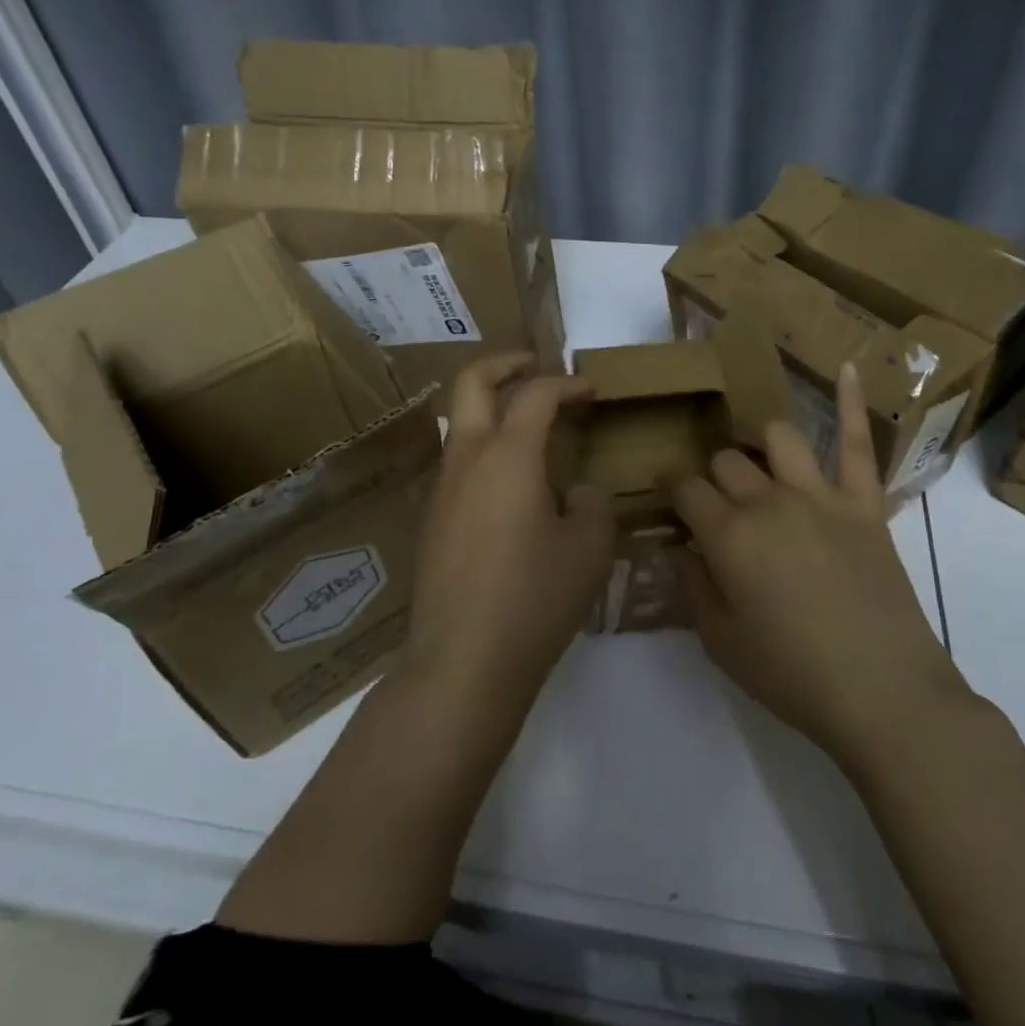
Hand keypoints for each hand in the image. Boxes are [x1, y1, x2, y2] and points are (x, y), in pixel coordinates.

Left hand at [403, 353, 614, 722]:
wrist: (463, 661)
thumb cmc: (534, 598)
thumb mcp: (588, 549)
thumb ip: (592, 505)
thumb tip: (576, 492)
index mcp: (507, 455)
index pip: (536, 394)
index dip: (567, 383)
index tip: (591, 389)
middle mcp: (466, 459)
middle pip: (472, 383)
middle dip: (505, 364)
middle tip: (536, 366)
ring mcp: (441, 489)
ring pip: (460, 424)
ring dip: (491, 409)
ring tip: (531, 429)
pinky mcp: (431, 521)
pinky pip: (458, 464)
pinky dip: (484, 450)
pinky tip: (512, 487)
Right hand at [672, 362, 964, 764]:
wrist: (883, 692)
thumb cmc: (792, 674)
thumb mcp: (720, 641)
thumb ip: (694, 586)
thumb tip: (683, 548)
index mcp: (728, 535)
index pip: (684, 490)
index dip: (671, 491)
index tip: (668, 500)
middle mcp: (768, 501)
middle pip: (726, 463)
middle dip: (712, 477)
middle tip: (715, 503)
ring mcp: (820, 495)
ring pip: (777, 438)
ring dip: (758, 443)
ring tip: (756, 459)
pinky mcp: (864, 504)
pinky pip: (858, 444)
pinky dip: (852, 402)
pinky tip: (850, 366)